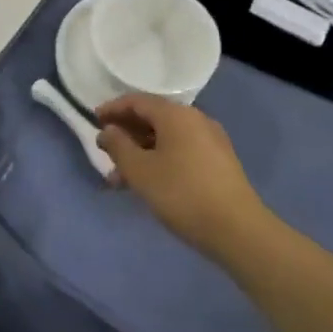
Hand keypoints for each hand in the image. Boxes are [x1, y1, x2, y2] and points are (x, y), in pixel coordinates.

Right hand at [96, 94, 265, 258]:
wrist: (239, 231)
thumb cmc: (182, 193)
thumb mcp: (140, 171)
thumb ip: (118, 146)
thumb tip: (108, 131)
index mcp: (175, 114)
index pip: (137, 101)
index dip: (112, 109)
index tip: (93, 121)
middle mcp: (195, 120)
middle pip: (152, 118)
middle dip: (126, 134)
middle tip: (105, 152)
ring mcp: (210, 141)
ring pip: (166, 139)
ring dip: (140, 153)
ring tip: (120, 180)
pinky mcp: (219, 163)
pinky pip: (181, 151)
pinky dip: (160, 160)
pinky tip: (148, 184)